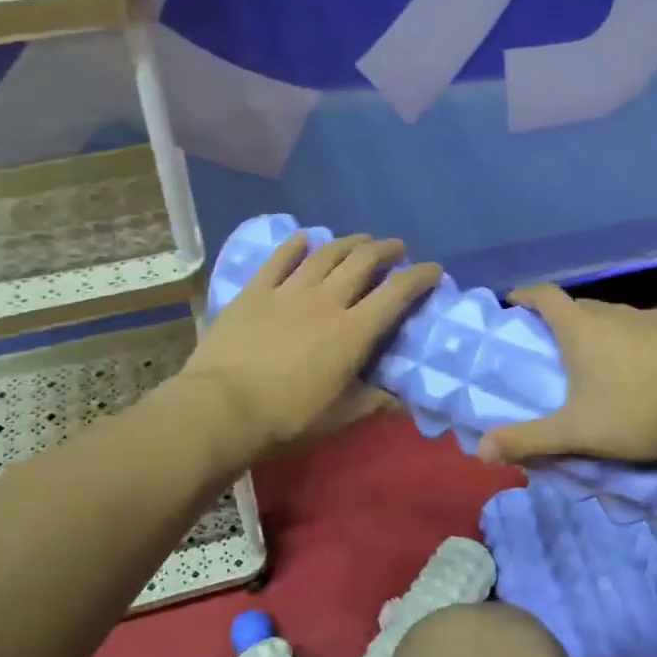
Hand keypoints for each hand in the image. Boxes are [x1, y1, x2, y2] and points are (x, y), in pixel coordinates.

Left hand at [176, 233, 442, 463]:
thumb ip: (374, 403)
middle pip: (362, 262)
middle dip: (386, 250)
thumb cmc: (287, 418)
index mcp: (353, 332)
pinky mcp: (255, 291)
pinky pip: (279, 259)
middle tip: (396, 248)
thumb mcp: (340, 417)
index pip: (396, 294)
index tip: (433, 269)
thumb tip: (403, 401)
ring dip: (348, 242)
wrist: (223, 408)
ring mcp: (288, 291)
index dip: (420, 277)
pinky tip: (304, 238)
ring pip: (325, 255)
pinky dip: (295, 245)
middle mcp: (326, 301)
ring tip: (360, 240)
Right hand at [477, 286, 656, 466]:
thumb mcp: (576, 433)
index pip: (544, 295)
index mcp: (582, 329)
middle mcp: (616, 314)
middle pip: (581, 306)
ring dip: (606, 332)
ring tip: (607, 362)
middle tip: (558, 346)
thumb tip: (481, 452)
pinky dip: (643, 343)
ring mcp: (655, 319)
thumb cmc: (638, 413)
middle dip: (565, 319)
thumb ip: (529, 441)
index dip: (526, 295)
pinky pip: (654, 331)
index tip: (514, 302)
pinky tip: (654, 370)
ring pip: (620, 318)